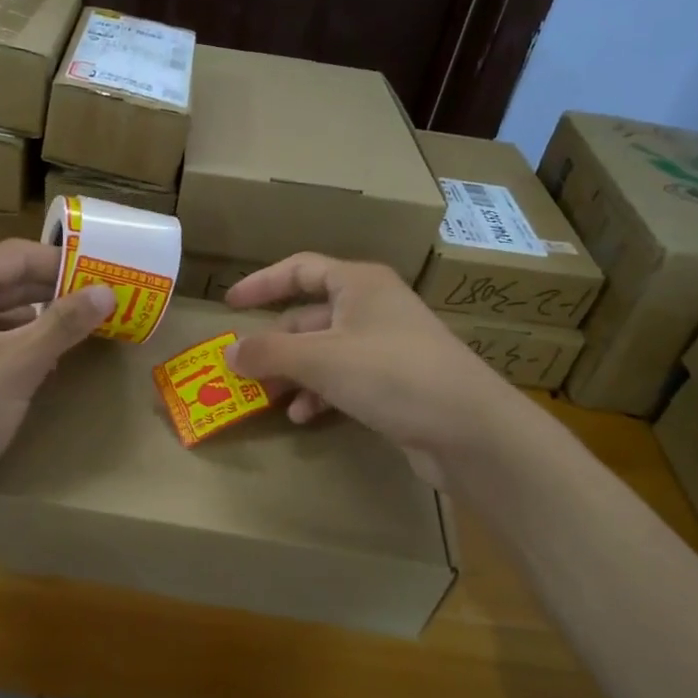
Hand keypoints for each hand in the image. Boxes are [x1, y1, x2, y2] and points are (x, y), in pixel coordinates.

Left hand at [0, 240, 113, 530]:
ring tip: (83, 327)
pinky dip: (15, 342)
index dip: (62, 263)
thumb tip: (108, 291)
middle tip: (101, 300)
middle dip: (53, 291)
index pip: (14, 256)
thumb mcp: (19, 365)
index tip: (104, 275)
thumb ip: (64, 323)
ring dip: (37, 318)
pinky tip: (46, 359)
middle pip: (3, 281)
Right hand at [222, 254, 520, 478]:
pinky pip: (345, 378)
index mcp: (359, 283)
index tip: (229, 304)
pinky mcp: (396, 380)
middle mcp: (373, 306)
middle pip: (310, 315)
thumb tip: (229, 352)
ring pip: (325, 351)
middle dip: (275, 344)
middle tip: (244, 369)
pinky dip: (320, 392)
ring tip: (269, 399)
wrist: (468, 428)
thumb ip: (269, 353)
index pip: (300, 269)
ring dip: (294, 373)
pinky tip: (304, 416)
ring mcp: (387, 344)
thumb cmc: (391, 374)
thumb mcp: (321, 359)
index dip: (262, 283)